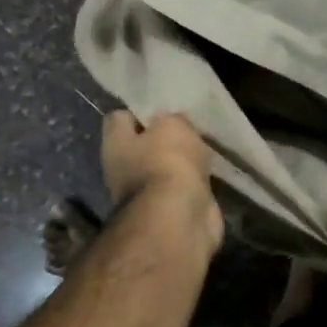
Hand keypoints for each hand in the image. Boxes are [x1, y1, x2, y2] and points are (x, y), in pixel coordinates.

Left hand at [101, 110, 223, 249]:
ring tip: (205, 147)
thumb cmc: (167, 162)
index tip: (164, 108)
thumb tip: (173, 124)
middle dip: (164, 137)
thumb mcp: (172, 125)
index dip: (139, 111)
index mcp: (115, 144)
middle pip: (143, 145)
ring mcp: (146, 194)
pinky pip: (182, 188)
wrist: (178, 219)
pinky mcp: (169, 210)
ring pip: (164, 167)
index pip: (119, 118)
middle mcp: (123, 169)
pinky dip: (195, 182)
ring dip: (182, 162)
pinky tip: (212, 172)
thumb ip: (172, 119)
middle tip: (190, 127)